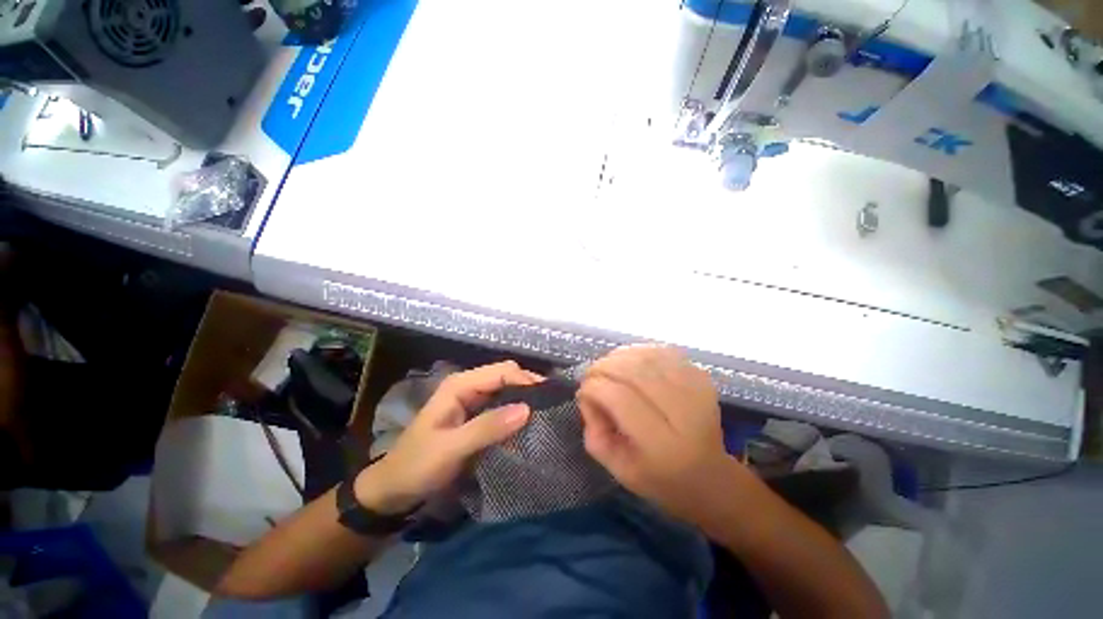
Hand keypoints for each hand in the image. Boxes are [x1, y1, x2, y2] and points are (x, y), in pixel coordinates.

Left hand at [355, 361, 539, 513]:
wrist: (395, 489)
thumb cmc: (417, 465)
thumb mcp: (451, 448)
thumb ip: (488, 427)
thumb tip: (527, 409)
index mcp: (460, 385)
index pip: (502, 371)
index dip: (526, 380)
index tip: (548, 398)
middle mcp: (469, 386)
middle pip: (507, 376)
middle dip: (529, 386)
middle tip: (552, 404)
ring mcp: (473, 400)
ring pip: (507, 390)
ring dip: (525, 398)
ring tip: (547, 412)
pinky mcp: (476, 415)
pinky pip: (503, 406)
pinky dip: (517, 411)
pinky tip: (530, 422)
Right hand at [578, 346, 746, 525]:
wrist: (712, 477)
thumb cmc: (662, 480)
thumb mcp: (619, 470)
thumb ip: (595, 433)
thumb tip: (588, 395)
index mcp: (661, 444)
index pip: (618, 397)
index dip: (593, 388)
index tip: (583, 393)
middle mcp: (682, 412)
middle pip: (632, 370)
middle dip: (602, 367)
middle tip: (591, 376)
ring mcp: (696, 389)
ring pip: (646, 355)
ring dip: (618, 356)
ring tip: (607, 367)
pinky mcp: (701, 377)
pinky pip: (661, 351)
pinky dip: (639, 351)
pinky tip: (630, 362)